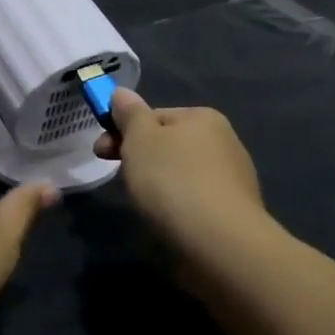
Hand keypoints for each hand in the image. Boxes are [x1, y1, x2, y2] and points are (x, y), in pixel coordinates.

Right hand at [94, 90, 265, 256]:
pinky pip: (194, 199)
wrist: (219, 242)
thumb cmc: (173, 180)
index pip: (153, 116)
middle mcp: (224, 142)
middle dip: (139, 158)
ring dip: (157, 183)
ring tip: (144, 204)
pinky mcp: (233, 212)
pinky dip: (176, 205)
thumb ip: (129, 114)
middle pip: (168, 144)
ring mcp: (232, 178)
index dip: (123, 131)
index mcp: (203, 118)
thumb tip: (121, 93)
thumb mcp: (140, 139)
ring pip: (180, 173)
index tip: (101, 152)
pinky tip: (167, 220)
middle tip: (119, 179)